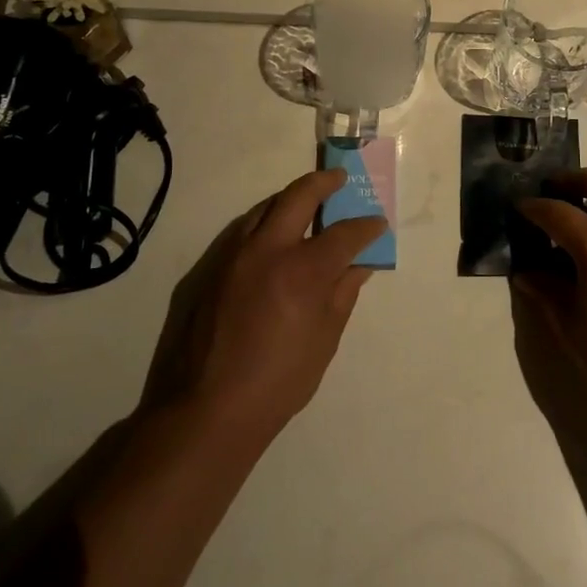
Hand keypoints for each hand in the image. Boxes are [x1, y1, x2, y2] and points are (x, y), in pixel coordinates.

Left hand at [158, 168, 385, 443]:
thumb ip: (342, 294)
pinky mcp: (214, 267)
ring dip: (291, 197)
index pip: (344, 234)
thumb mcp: (324, 339)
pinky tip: (277, 234)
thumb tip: (358, 266)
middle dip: (323, 182)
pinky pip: (246, 229)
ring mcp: (236, 255)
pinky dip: (267, 219)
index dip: (366, 226)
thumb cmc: (279, 380)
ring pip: (266, 206)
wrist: (209, 407)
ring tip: (309, 201)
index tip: (377, 223)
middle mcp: (268, 250)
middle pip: (298, 196)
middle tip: (339, 179)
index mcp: (302, 271)